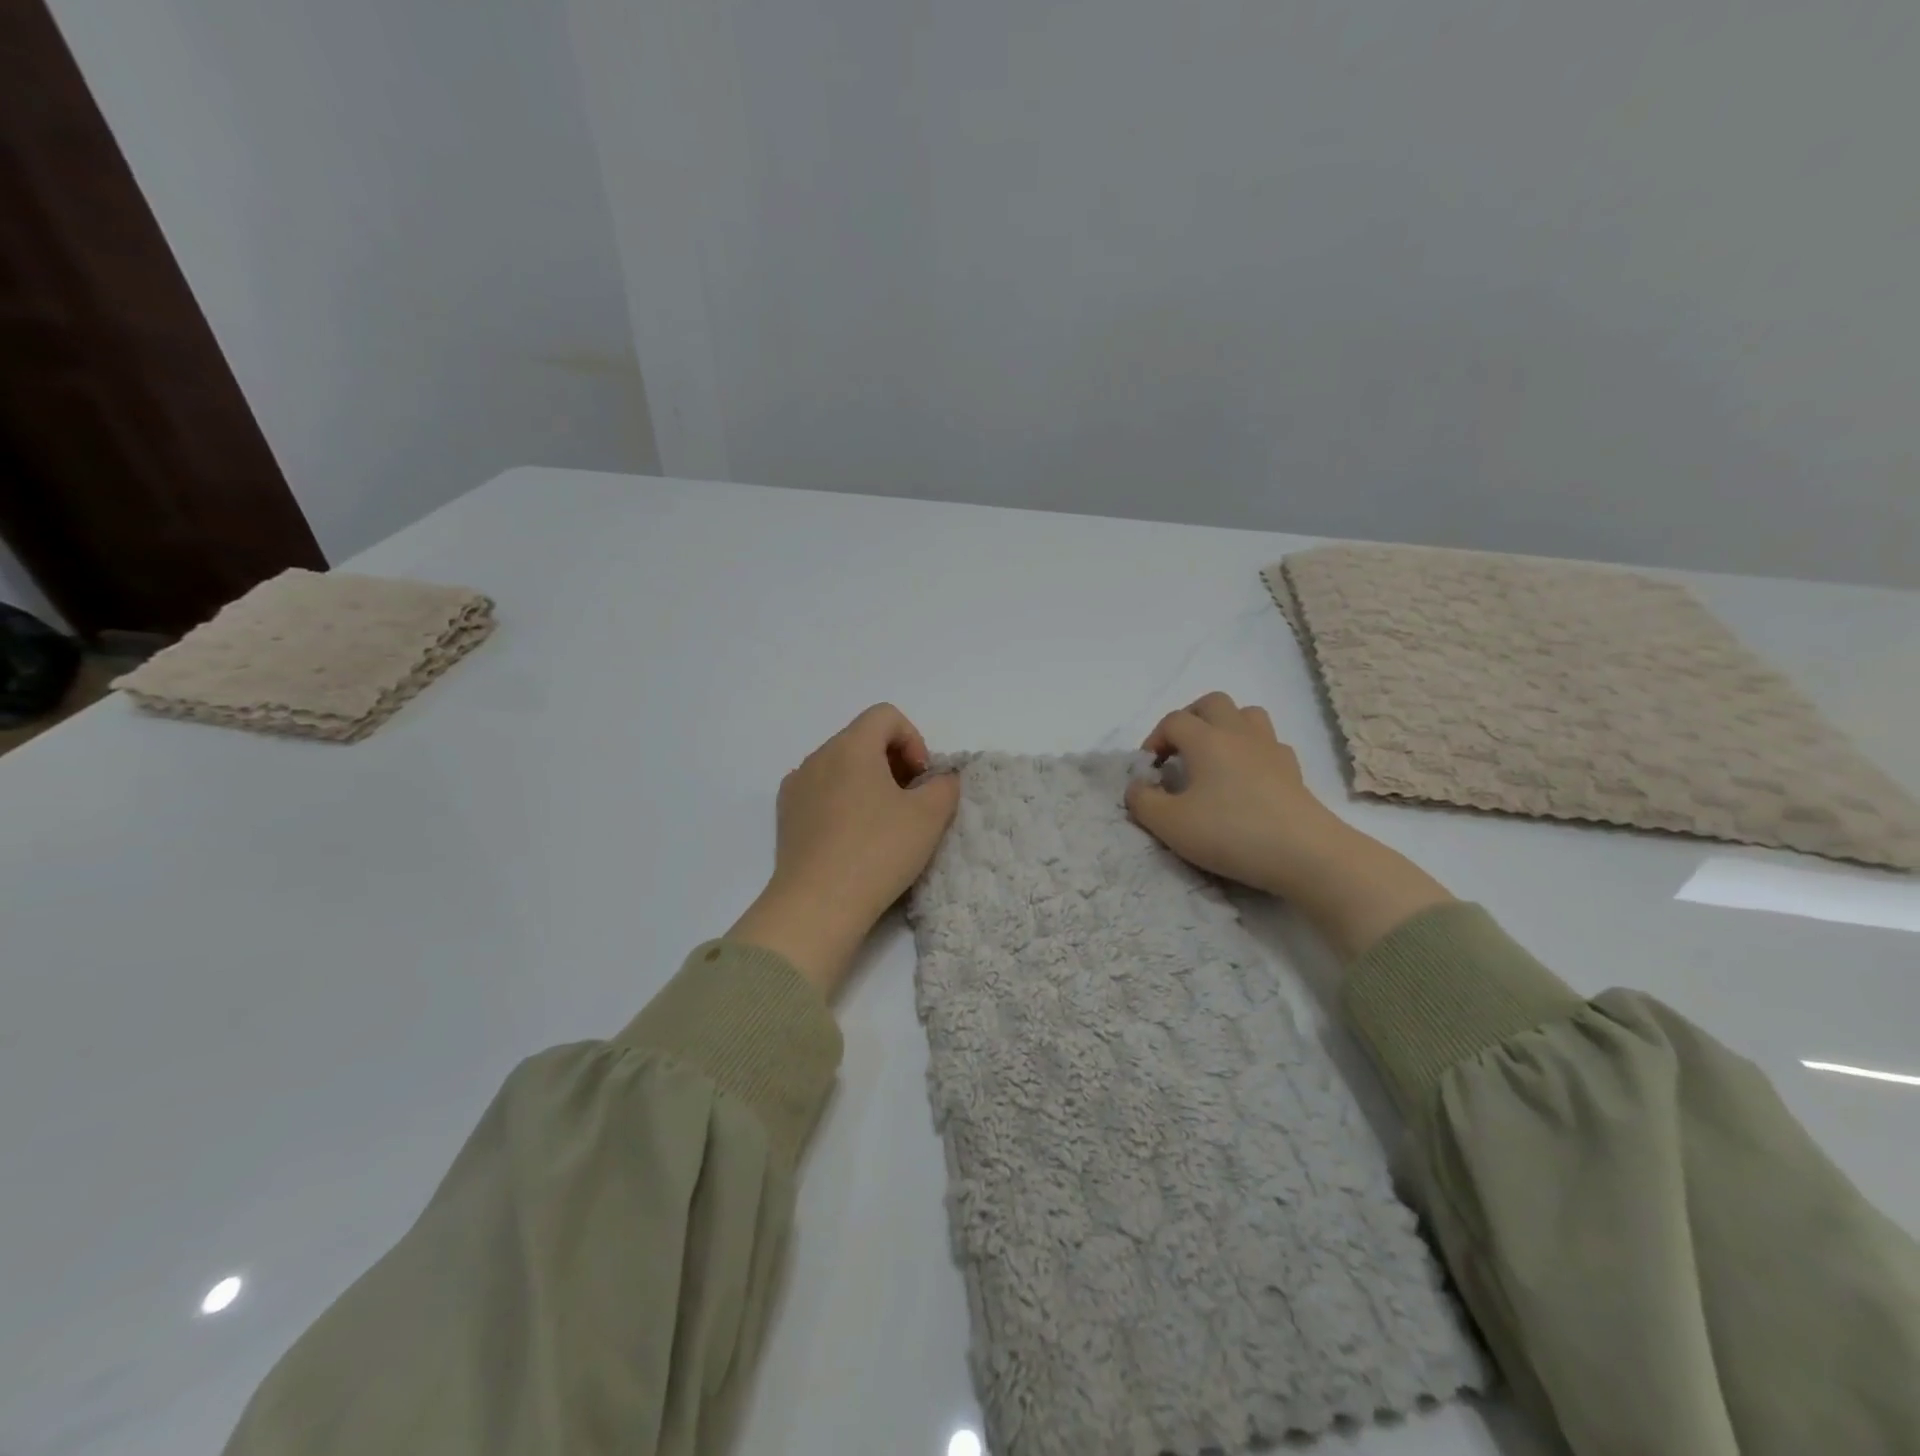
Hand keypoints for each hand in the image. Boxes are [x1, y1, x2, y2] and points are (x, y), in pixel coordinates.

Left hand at [728, 704, 960, 996]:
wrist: (817, 905)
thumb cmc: (878, 851)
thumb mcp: (929, 817)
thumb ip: (945, 786)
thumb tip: (940, 779)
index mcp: (851, 746)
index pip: (886, 716)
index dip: (913, 740)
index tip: (922, 779)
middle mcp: (818, 757)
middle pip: (862, 739)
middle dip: (893, 762)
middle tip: (910, 801)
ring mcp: (796, 786)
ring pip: (841, 767)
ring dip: (868, 783)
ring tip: (884, 823)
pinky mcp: (786, 817)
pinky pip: (821, 793)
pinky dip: (843, 802)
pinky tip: (854, 839)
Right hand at [1125, 692, 1451, 958]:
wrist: (1304, 854)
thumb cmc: (1230, 832)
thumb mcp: (1170, 824)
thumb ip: (1142, 801)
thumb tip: (1136, 786)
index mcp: (1206, 739)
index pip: (1173, 721)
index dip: (1154, 740)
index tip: (1150, 771)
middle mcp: (1238, 733)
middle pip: (1212, 703)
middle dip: (1190, 719)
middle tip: (1179, 751)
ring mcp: (1271, 749)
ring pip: (1246, 715)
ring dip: (1225, 727)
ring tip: (1213, 757)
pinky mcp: (1293, 771)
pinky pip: (1269, 744)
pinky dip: (1252, 752)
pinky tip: (1246, 778)